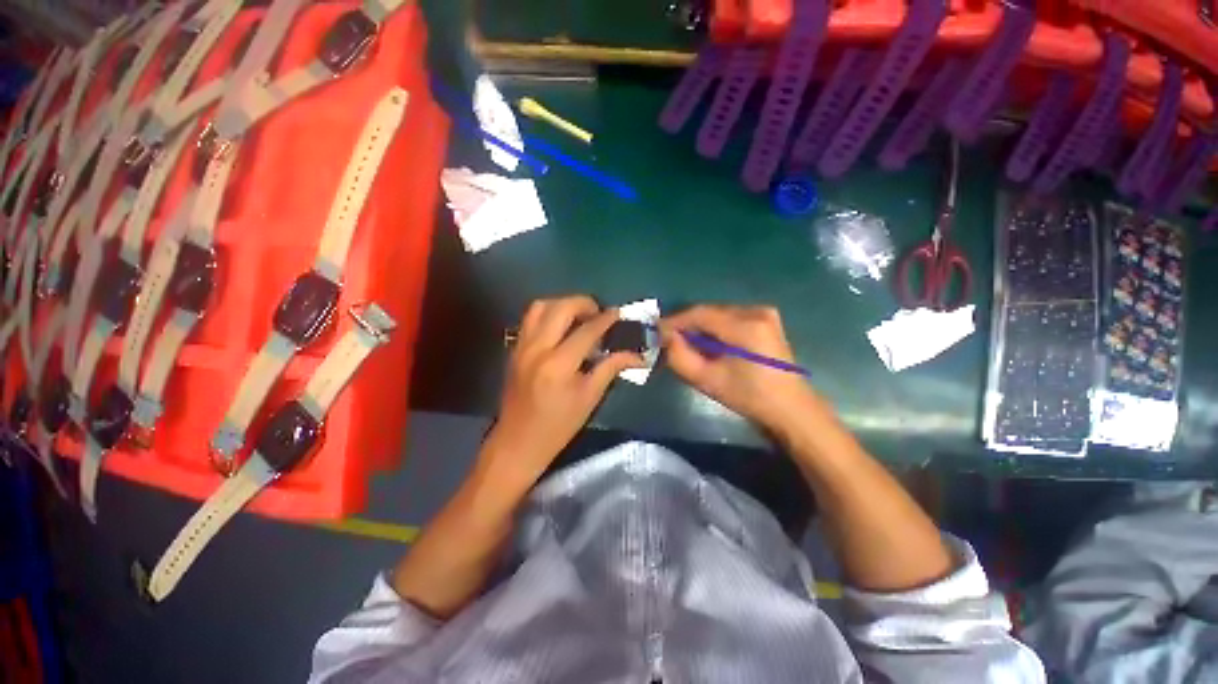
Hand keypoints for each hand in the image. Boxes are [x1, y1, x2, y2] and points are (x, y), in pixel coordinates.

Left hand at [483, 296, 643, 485]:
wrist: (518, 442)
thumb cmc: (558, 426)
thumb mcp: (590, 398)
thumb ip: (611, 368)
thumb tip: (636, 354)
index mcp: (559, 365)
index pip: (587, 330)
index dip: (606, 319)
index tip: (619, 313)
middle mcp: (538, 348)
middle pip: (561, 308)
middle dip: (584, 303)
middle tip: (599, 313)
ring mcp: (522, 346)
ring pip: (540, 306)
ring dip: (563, 304)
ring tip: (579, 316)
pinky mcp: (514, 349)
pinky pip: (530, 318)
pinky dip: (548, 313)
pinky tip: (561, 327)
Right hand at [660, 305, 831, 439]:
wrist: (790, 409)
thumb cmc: (748, 397)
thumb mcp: (707, 380)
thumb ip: (680, 356)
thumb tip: (666, 337)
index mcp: (745, 325)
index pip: (699, 313)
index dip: (675, 321)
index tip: (657, 332)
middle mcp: (756, 311)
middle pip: (709, 312)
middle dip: (687, 325)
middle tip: (669, 340)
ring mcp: (765, 314)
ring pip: (719, 315)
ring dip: (701, 327)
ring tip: (687, 344)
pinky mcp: (767, 321)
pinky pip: (731, 319)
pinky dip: (715, 329)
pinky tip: (709, 344)